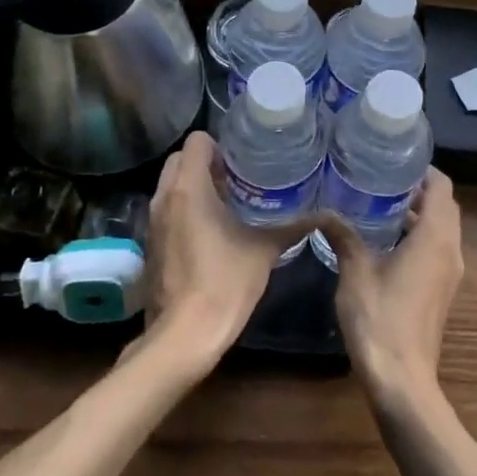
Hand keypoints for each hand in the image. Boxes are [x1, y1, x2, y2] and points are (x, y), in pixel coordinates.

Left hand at [135, 131, 294, 372]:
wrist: (185, 334)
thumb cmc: (225, 282)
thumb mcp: (265, 250)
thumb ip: (292, 226)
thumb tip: (325, 214)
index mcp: (189, 187)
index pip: (196, 141)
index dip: (219, 146)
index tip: (241, 161)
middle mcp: (164, 197)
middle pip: (180, 159)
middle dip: (205, 163)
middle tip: (237, 180)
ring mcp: (153, 221)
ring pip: (171, 185)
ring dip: (194, 186)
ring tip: (228, 202)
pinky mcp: (151, 244)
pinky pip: (167, 210)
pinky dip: (184, 209)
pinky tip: (211, 230)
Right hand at [323, 169, 463, 404]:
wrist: (402, 380)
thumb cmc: (381, 319)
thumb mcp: (356, 271)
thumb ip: (344, 236)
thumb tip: (324, 210)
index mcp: (435, 237)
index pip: (442, 187)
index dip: (423, 170)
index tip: (395, 161)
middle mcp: (450, 250)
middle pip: (444, 206)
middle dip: (418, 190)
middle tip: (382, 179)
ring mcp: (449, 273)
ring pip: (441, 229)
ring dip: (418, 214)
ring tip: (378, 204)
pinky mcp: (441, 290)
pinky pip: (436, 249)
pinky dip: (418, 236)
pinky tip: (384, 241)